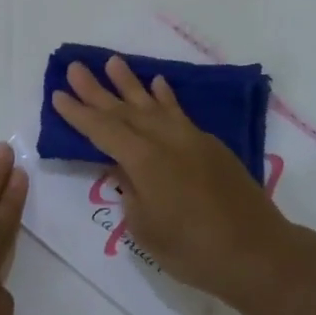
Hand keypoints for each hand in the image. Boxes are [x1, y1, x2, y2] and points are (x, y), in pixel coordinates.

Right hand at [51, 56, 311, 307]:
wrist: (257, 252)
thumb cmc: (193, 250)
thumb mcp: (146, 229)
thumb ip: (131, 193)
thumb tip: (127, 170)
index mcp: (144, 161)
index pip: (103, 131)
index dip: (78, 113)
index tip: (58, 94)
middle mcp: (165, 140)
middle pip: (124, 110)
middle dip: (97, 90)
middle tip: (75, 68)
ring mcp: (191, 139)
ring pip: (153, 104)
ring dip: (131, 84)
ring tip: (113, 62)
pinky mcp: (211, 145)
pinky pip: (179, 113)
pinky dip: (166, 97)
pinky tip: (158, 84)